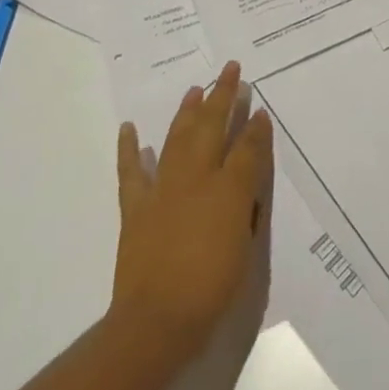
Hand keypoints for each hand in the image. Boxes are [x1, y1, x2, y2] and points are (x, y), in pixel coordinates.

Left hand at [111, 61, 272, 366]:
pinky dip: (129, 148)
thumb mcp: (245, 242)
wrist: (158, 320)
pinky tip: (129, 128)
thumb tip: (248, 169)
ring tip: (195, 89)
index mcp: (228, 188)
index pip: (247, 147)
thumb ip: (249, 200)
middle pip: (212, 127)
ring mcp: (163, 190)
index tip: (260, 107)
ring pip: (177, 138)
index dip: (255, 126)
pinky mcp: (136, 207)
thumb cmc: (213, 285)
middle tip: (230, 69)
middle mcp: (197, 179)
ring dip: (187, 111)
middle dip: (223, 96)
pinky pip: (131, 171)